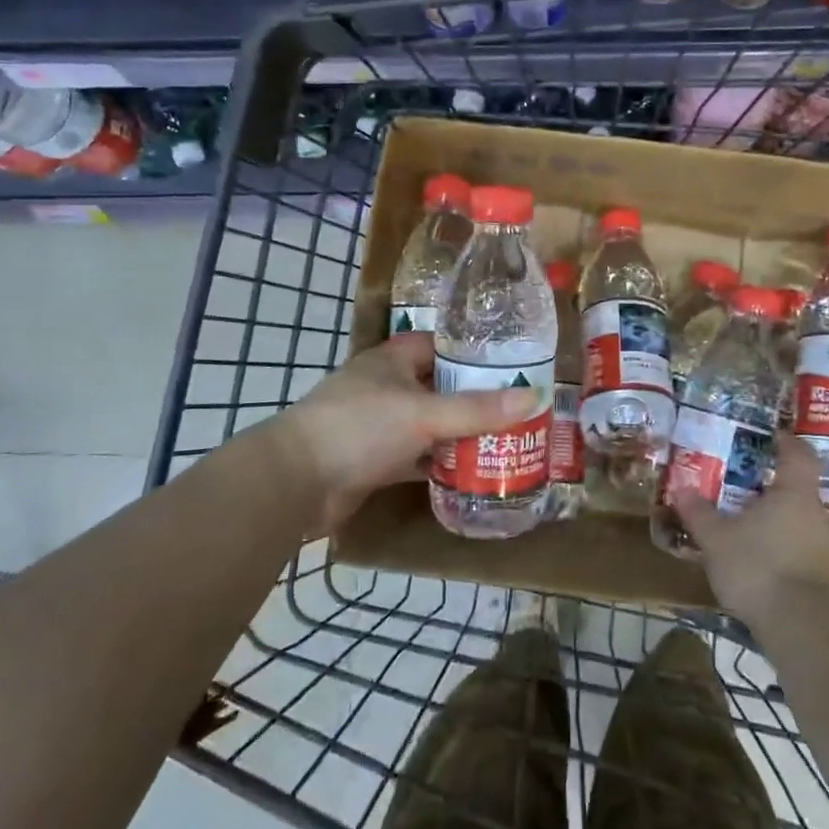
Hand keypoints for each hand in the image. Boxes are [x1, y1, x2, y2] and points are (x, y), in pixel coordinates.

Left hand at [276, 332, 539, 533]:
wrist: (294, 483)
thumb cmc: (359, 428)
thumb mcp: (424, 414)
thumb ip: (477, 409)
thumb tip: (534, 397)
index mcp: (392, 360)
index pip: (438, 345)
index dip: (471, 352)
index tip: (509, 364)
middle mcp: (385, 387)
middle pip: (438, 386)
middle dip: (473, 398)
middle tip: (517, 408)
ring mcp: (377, 426)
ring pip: (428, 424)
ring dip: (458, 434)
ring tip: (504, 440)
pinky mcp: (373, 462)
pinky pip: (416, 457)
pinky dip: (439, 464)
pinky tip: (471, 473)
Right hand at [678, 434, 828, 629]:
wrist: (803, 629)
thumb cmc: (759, 567)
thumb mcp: (717, 539)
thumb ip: (699, 513)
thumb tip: (681, 489)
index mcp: (794, 494)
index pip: (799, 455)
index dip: (787, 442)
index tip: (773, 435)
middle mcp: (815, 516)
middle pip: (797, 490)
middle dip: (772, 487)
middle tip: (743, 485)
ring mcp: (824, 550)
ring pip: (798, 523)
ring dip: (775, 521)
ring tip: (746, 526)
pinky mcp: (824, 581)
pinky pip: (799, 551)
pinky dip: (781, 549)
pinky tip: (759, 563)